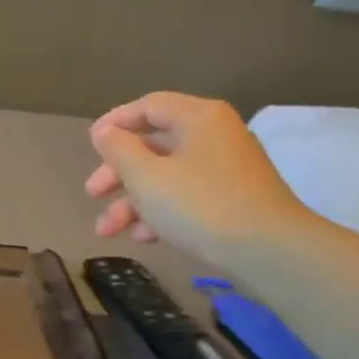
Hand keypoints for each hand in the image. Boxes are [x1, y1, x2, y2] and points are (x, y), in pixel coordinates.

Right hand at [84, 93, 313, 261]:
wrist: (269, 251)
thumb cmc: (200, 205)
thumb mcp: (146, 177)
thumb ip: (119, 150)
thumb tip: (105, 132)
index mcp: (198, 118)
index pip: (149, 106)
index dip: (115, 122)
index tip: (90, 143)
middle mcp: (214, 136)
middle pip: (154, 144)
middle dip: (117, 172)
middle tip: (92, 193)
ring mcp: (226, 169)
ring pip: (166, 175)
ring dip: (132, 201)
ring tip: (106, 230)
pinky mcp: (232, 199)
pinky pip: (186, 196)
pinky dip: (160, 212)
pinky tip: (143, 237)